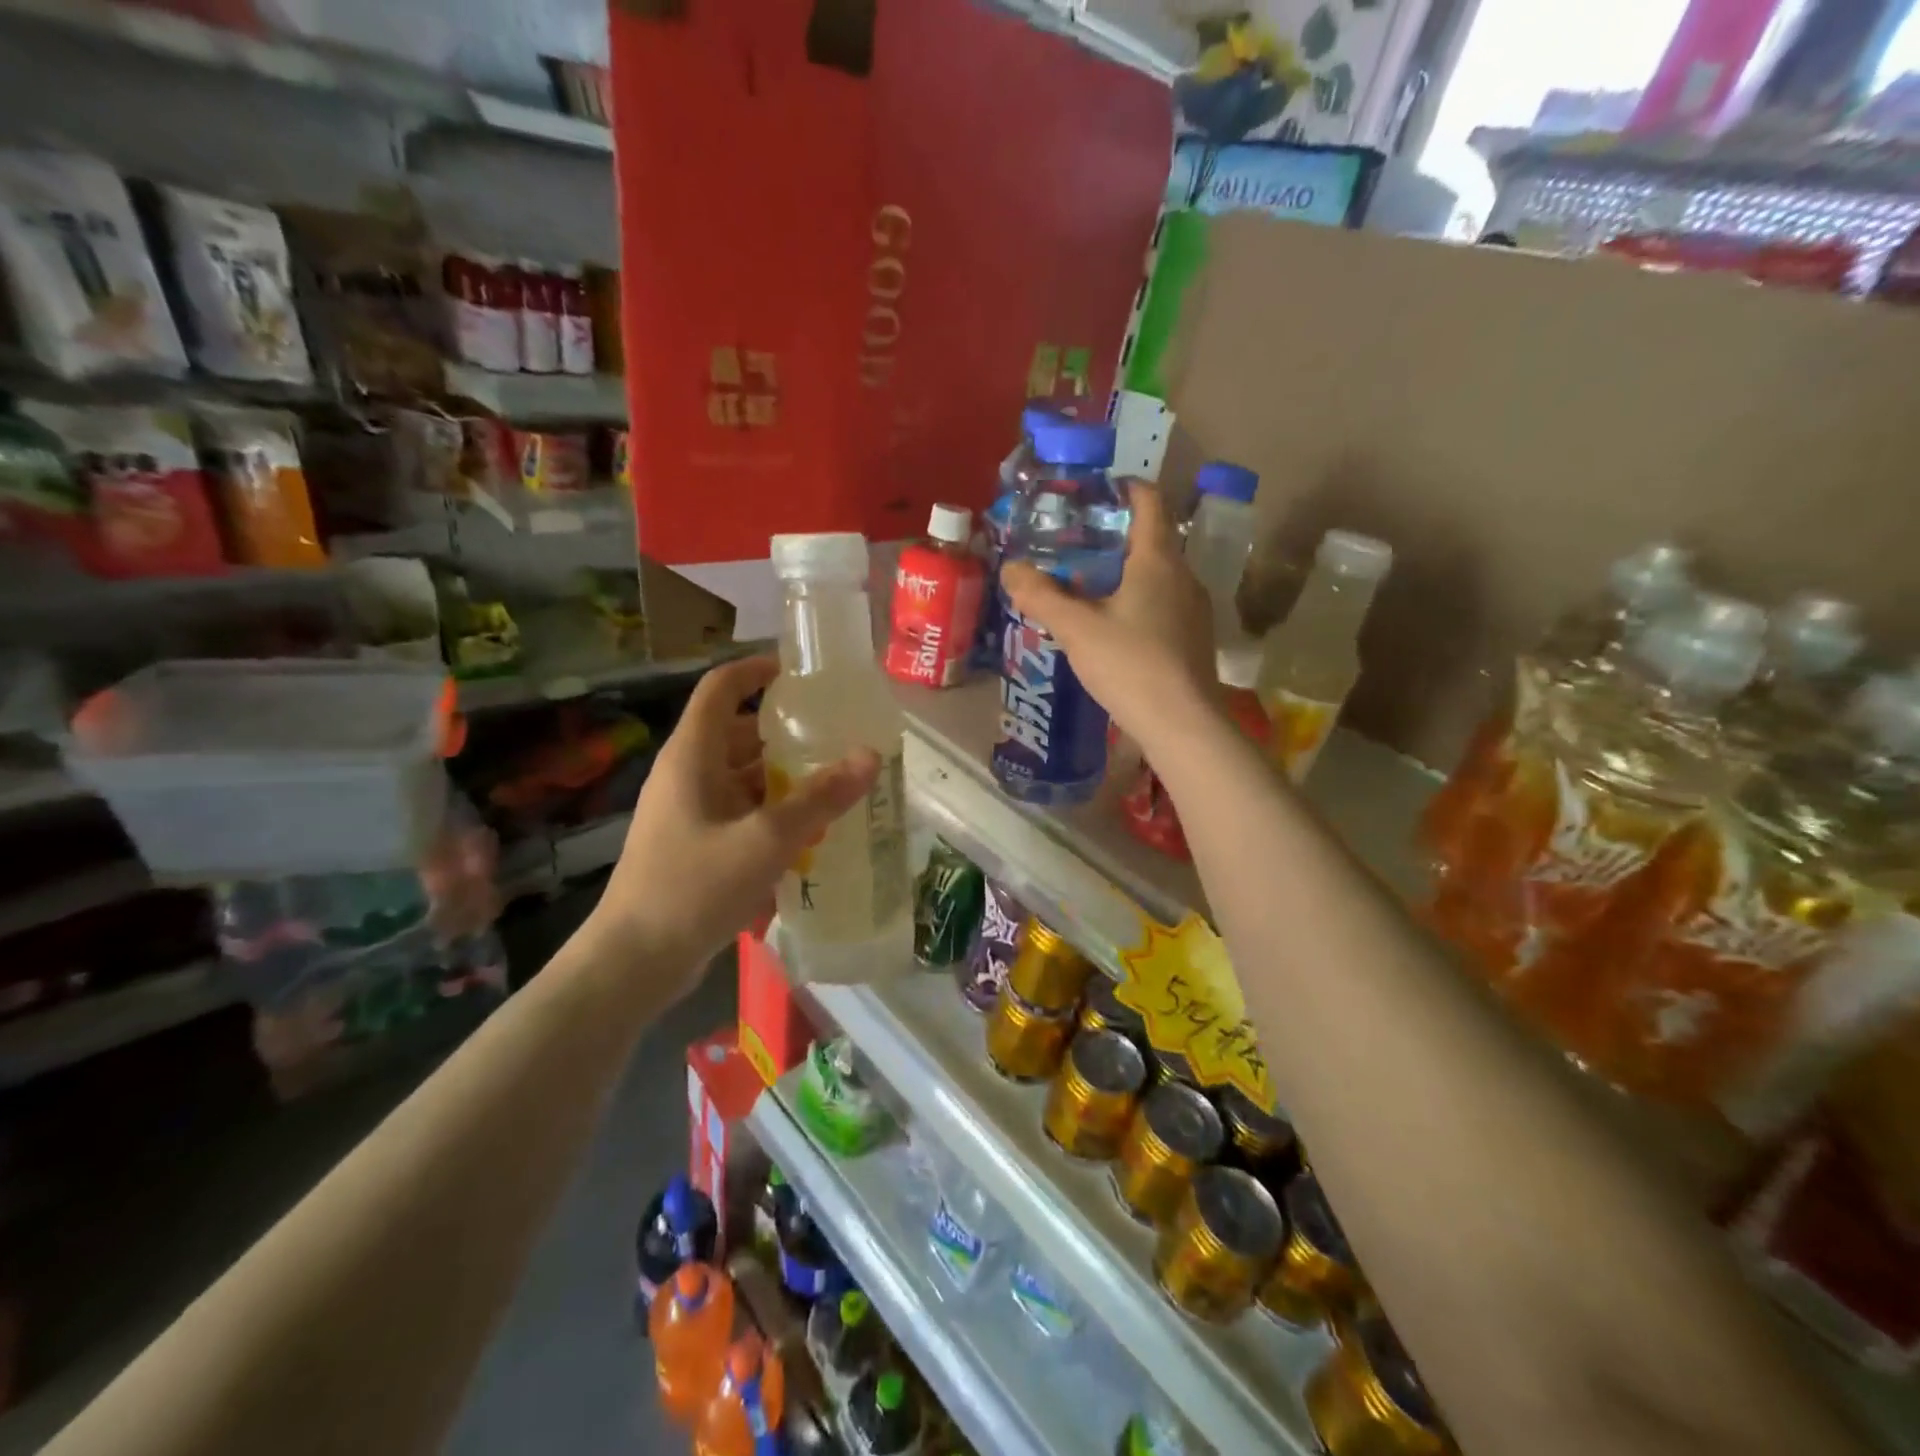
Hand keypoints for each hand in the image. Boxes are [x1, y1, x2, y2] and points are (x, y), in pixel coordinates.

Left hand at [587, 655, 879, 994]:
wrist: (633, 963)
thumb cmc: (693, 887)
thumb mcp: (765, 840)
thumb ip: (819, 798)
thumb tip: (869, 756)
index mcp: (692, 756)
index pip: (720, 688)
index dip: (756, 670)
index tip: (800, 672)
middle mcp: (687, 776)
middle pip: (738, 736)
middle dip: (786, 735)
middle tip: (837, 739)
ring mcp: (688, 814)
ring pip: (742, 780)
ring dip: (784, 780)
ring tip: (835, 788)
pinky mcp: (694, 847)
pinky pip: (740, 815)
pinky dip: (772, 816)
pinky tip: (809, 838)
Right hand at [1003, 482, 1220, 754]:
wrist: (1182, 724)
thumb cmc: (1130, 664)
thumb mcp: (1075, 628)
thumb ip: (1041, 595)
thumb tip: (1010, 568)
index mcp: (1158, 560)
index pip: (1149, 503)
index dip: (1125, 488)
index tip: (1096, 491)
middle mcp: (1184, 576)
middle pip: (1153, 540)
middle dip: (1116, 536)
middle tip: (1076, 543)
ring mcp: (1194, 610)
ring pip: (1159, 576)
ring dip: (1127, 573)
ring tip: (1089, 585)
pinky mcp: (1195, 640)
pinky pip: (1164, 605)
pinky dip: (1139, 601)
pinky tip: (1115, 626)